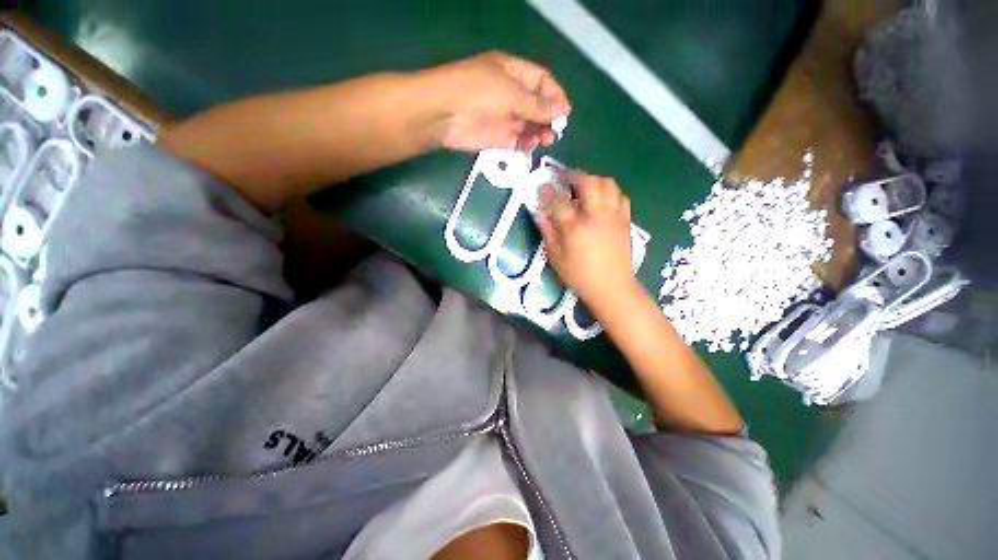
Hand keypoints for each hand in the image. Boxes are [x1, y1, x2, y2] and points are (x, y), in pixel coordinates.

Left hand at [421, 51, 570, 151]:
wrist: (444, 114)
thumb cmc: (478, 92)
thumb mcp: (511, 92)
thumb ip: (537, 105)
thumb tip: (560, 112)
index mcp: (512, 72)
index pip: (540, 81)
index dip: (555, 95)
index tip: (565, 112)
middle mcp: (508, 93)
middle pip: (535, 105)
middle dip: (548, 117)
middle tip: (556, 130)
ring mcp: (502, 116)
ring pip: (527, 125)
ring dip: (538, 132)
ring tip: (546, 140)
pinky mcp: (495, 137)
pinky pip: (515, 141)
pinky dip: (525, 144)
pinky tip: (531, 146)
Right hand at [534, 174, 637, 308]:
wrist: (612, 287)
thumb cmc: (580, 276)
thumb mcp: (557, 258)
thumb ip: (548, 233)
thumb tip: (539, 214)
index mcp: (575, 228)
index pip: (559, 201)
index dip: (547, 191)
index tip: (541, 187)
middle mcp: (596, 216)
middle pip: (588, 182)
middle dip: (574, 175)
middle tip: (564, 178)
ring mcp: (613, 216)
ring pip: (608, 184)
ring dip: (593, 180)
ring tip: (583, 186)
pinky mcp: (625, 220)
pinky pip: (620, 196)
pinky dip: (609, 191)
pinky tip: (601, 199)